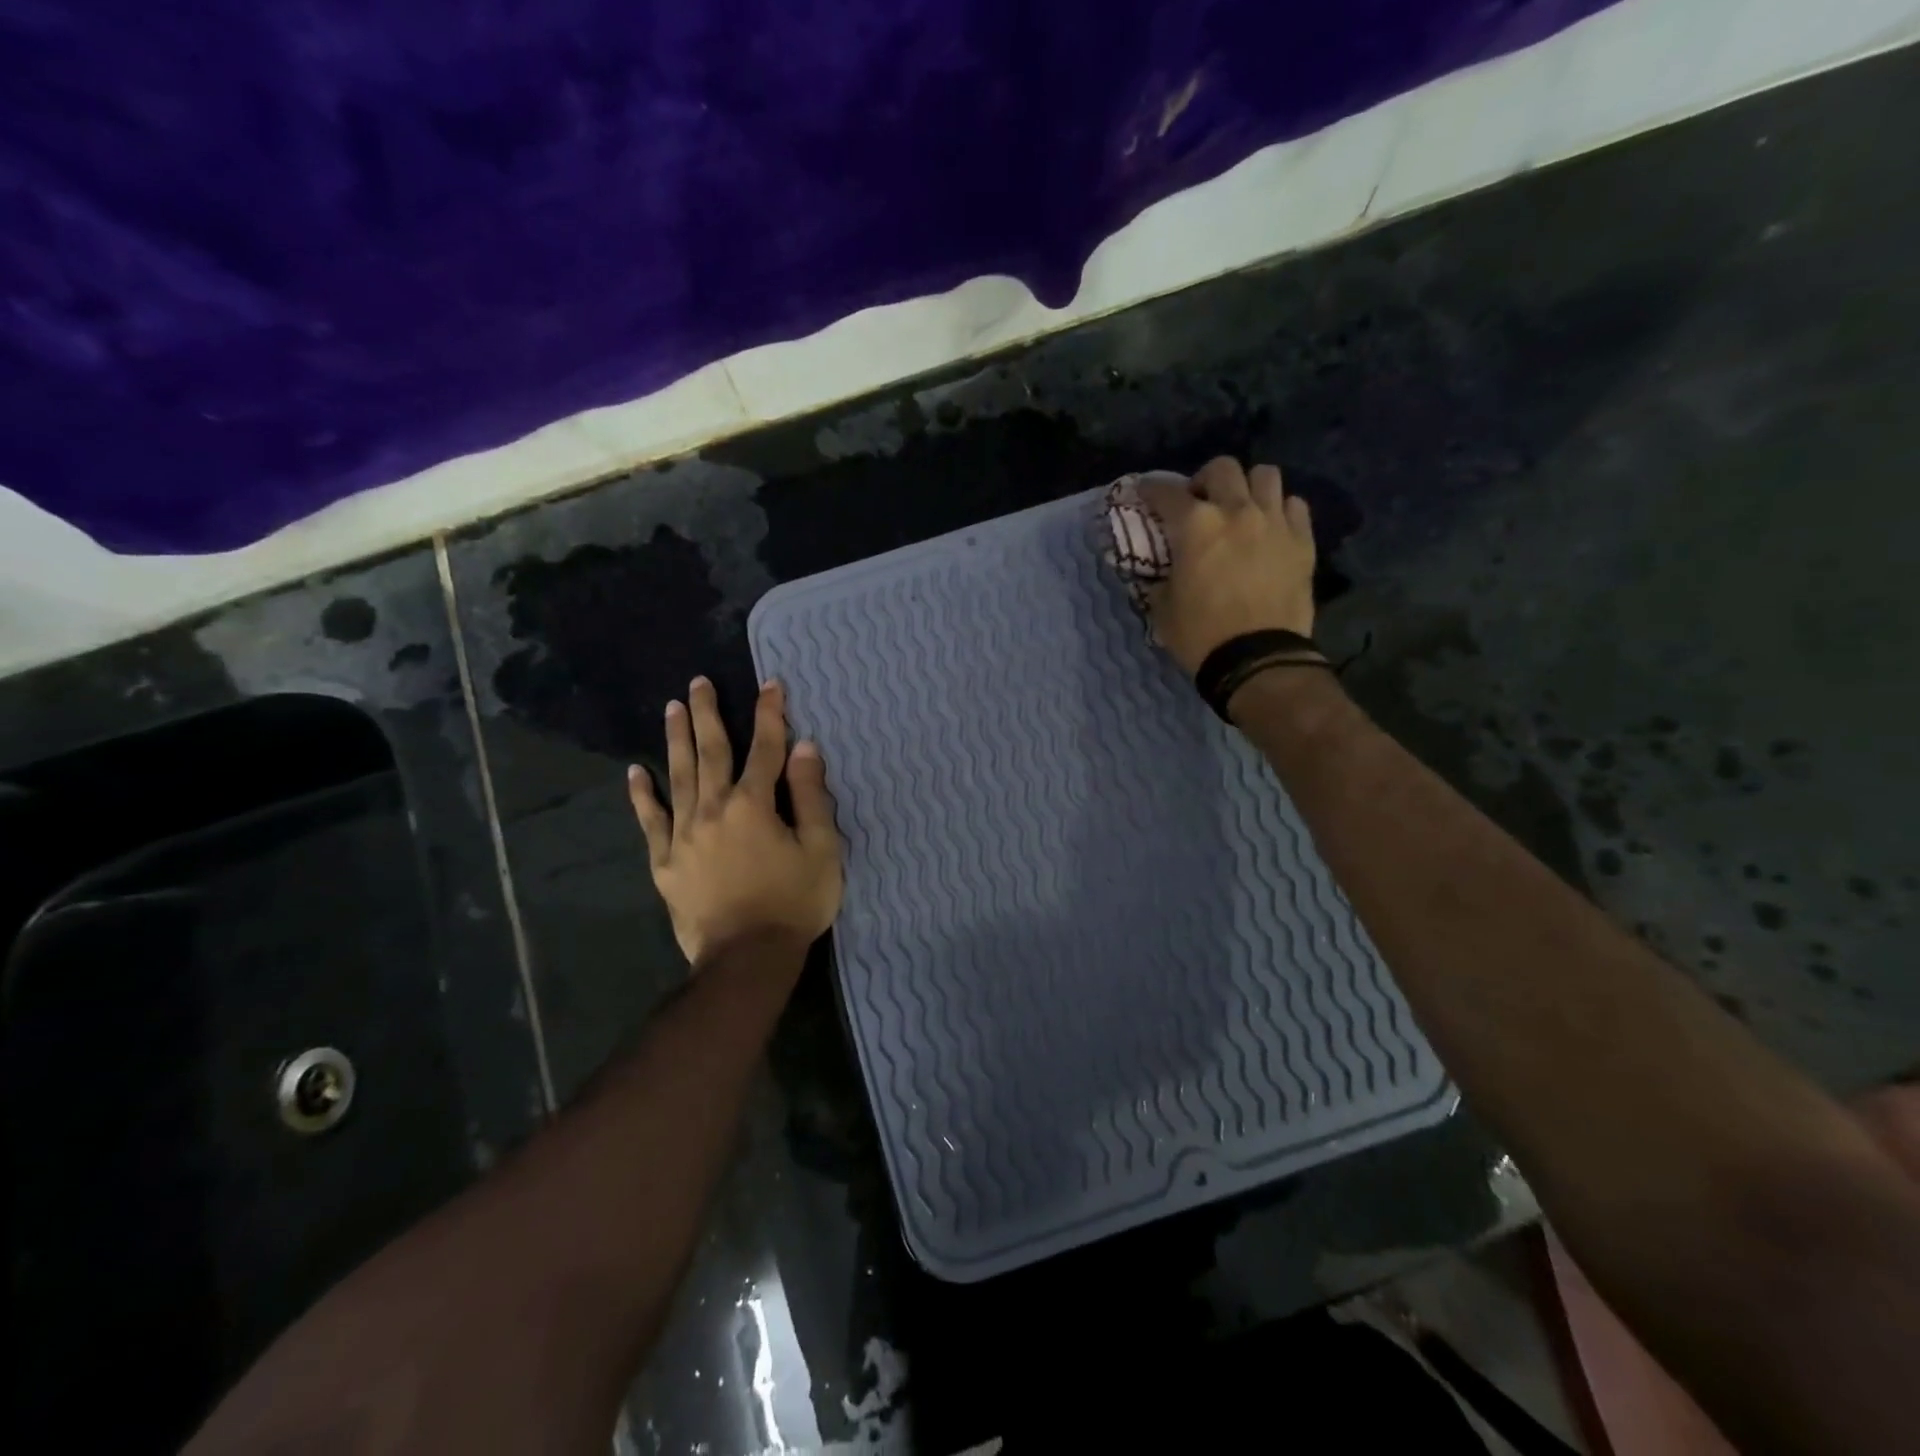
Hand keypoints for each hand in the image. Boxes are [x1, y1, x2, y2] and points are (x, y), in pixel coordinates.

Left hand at [627, 677, 843, 970]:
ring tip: (671, 708)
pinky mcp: (664, 862)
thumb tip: (804, 748)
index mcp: (754, 805)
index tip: (770, 685)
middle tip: (698, 683)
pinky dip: (642, 795)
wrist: (746, 959)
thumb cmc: (793, 903)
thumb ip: (811, 796)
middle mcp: (713, 809)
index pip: (765, 749)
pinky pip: (650, 821)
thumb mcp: (821, 849)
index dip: (770, 715)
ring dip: (676, 739)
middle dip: (707, 714)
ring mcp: (683, 835)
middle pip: (711, 752)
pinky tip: (635, 772)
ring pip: (678, 776)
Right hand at [1136, 457, 1316, 673]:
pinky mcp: (1302, 540)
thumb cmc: (1201, 635)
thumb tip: (1162, 571)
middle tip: (1199, 503)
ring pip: (1265, 475)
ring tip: (1241, 509)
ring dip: (1248, 487)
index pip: (1166, 492)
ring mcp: (1274, 522)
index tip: (1145, 494)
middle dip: (1205, 480)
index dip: (1151, 490)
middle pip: (1222, 468)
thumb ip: (1161, 578)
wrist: (1258, 659)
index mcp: (1195, 526)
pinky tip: (1270, 528)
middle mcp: (1236, 511)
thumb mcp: (1163, 608)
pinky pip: (1294, 505)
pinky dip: (1279, 509)